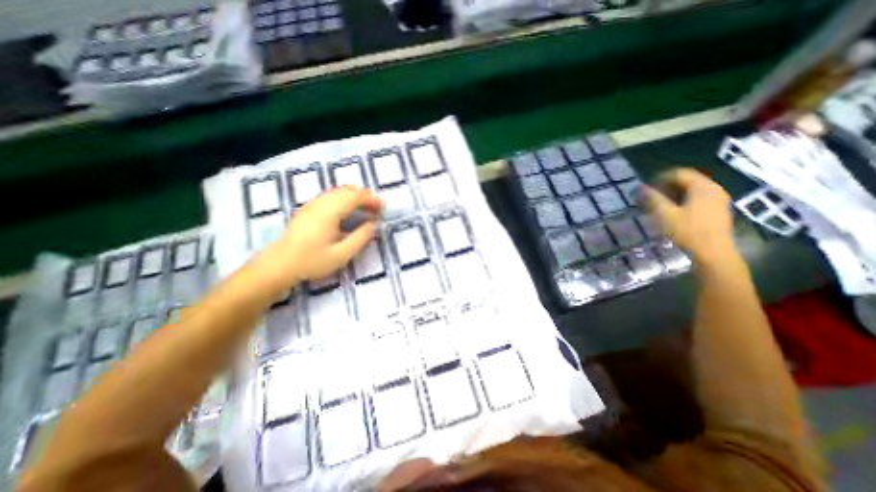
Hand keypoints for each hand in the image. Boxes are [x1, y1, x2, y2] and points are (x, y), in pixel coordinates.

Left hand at [252, 186, 378, 289]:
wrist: (278, 265)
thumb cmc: (312, 262)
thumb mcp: (341, 254)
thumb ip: (361, 238)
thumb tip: (373, 224)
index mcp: (329, 212)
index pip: (355, 197)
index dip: (371, 199)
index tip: (382, 208)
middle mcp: (321, 203)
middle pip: (346, 190)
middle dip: (364, 196)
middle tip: (376, 209)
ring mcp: (312, 205)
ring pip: (337, 191)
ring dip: (354, 197)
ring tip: (365, 209)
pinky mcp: (307, 209)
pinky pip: (330, 196)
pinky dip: (343, 199)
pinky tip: (347, 211)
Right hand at [645, 166, 733, 265]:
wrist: (713, 252)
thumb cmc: (687, 231)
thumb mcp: (665, 214)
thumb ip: (652, 199)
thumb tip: (640, 187)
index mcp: (703, 187)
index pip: (679, 173)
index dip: (660, 178)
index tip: (646, 188)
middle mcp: (714, 188)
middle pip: (687, 180)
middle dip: (666, 186)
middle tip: (651, 197)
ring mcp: (718, 199)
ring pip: (692, 189)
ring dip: (674, 194)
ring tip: (659, 204)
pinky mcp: (717, 209)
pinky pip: (698, 197)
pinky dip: (683, 200)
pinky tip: (673, 211)